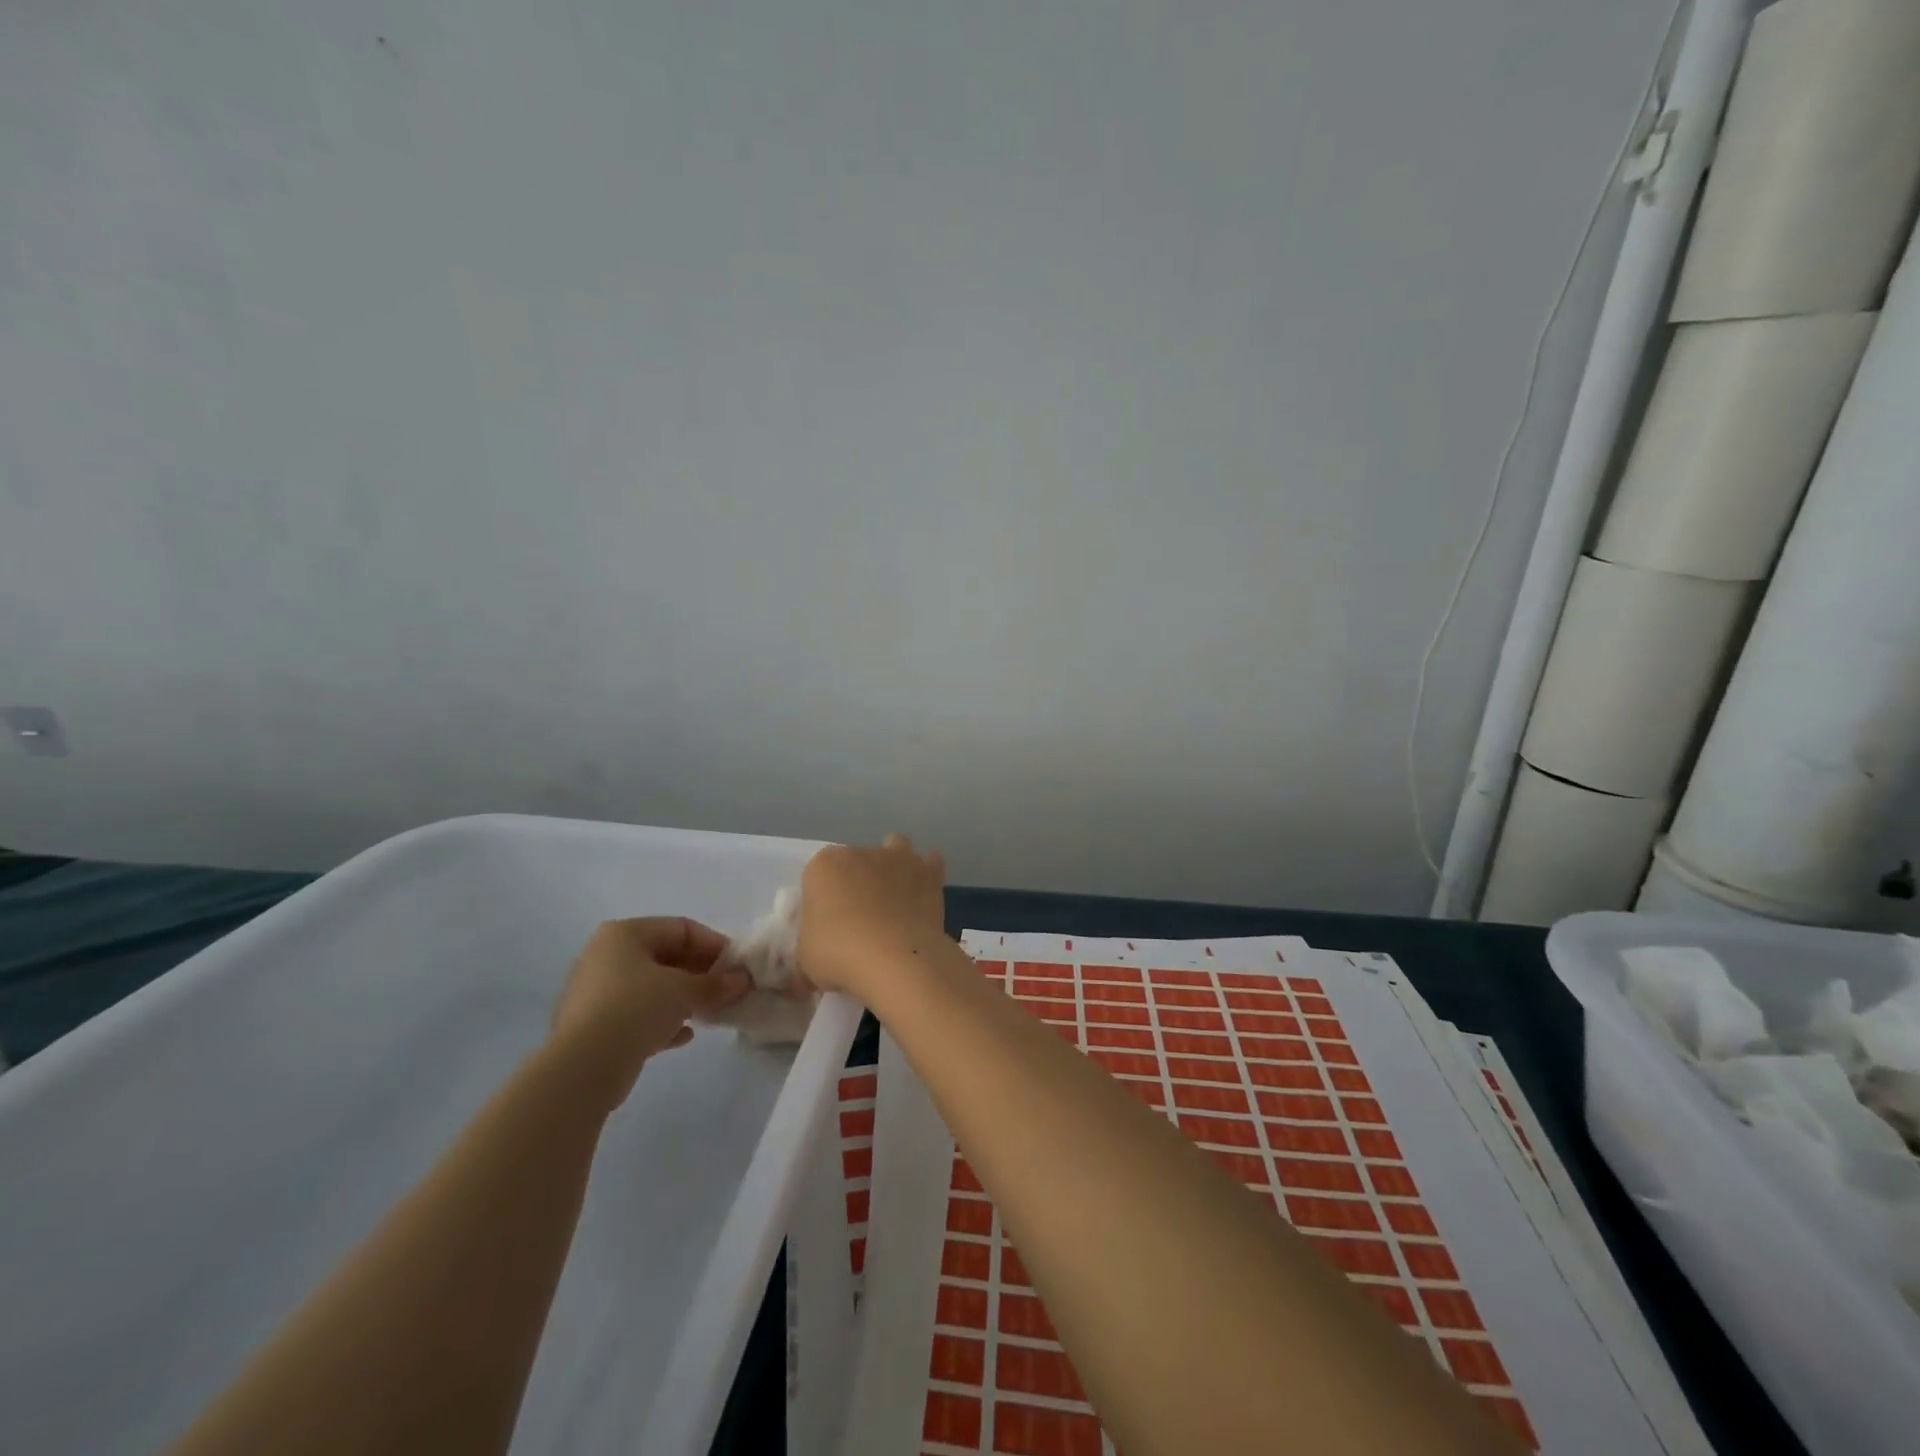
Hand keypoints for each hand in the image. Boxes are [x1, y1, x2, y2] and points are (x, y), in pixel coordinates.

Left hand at [550, 917, 749, 1105]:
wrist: (583, 1067)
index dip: (714, 944)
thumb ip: (716, 983)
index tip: (737, 967)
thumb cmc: (636, 1008)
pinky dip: (661, 1020)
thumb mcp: (684, 990)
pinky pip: (636, 1015)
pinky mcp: (593, 1026)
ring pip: (651, 987)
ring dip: (683, 998)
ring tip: (710, 1012)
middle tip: (727, 990)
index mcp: (624, 934)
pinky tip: (683, 1036)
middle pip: (665, 956)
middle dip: (700, 973)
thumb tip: (742, 980)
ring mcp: (596, 992)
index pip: (681, 928)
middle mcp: (606, 955)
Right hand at [798, 834, 946, 999]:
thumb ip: (813, 939)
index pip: (818, 875)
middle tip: (861, 919)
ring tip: (894, 900)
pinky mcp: (929, 871)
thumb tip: (822, 948)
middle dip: (858, 881)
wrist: (894, 958)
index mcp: (824, 865)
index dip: (824, 900)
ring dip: (894, 866)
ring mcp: (898, 858)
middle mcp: (861, 852)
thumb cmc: (839, 954)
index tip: (828, 926)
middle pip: (857, 861)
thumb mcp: (806, 955)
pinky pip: (930, 862)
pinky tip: (922, 897)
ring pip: (895, 848)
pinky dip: (927, 875)